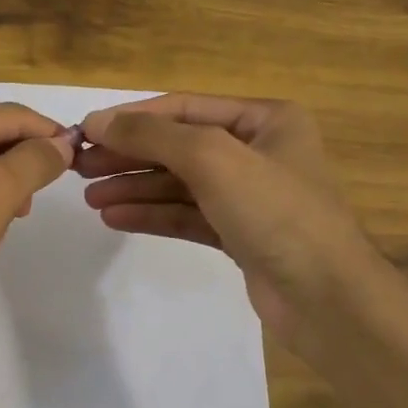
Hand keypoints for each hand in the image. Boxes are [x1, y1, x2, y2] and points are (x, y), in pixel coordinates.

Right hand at [77, 94, 381, 359]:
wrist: (327, 299)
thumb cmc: (276, 212)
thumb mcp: (213, 159)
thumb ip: (153, 136)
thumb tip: (98, 122)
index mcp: (266, 120)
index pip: (185, 108)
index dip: (133, 118)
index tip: (85, 131)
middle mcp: (258, 151)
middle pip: (179, 146)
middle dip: (130, 155)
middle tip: (80, 167)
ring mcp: (249, 196)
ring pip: (180, 184)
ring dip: (135, 187)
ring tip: (90, 197)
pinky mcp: (239, 235)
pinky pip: (187, 215)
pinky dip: (152, 215)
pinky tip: (115, 217)